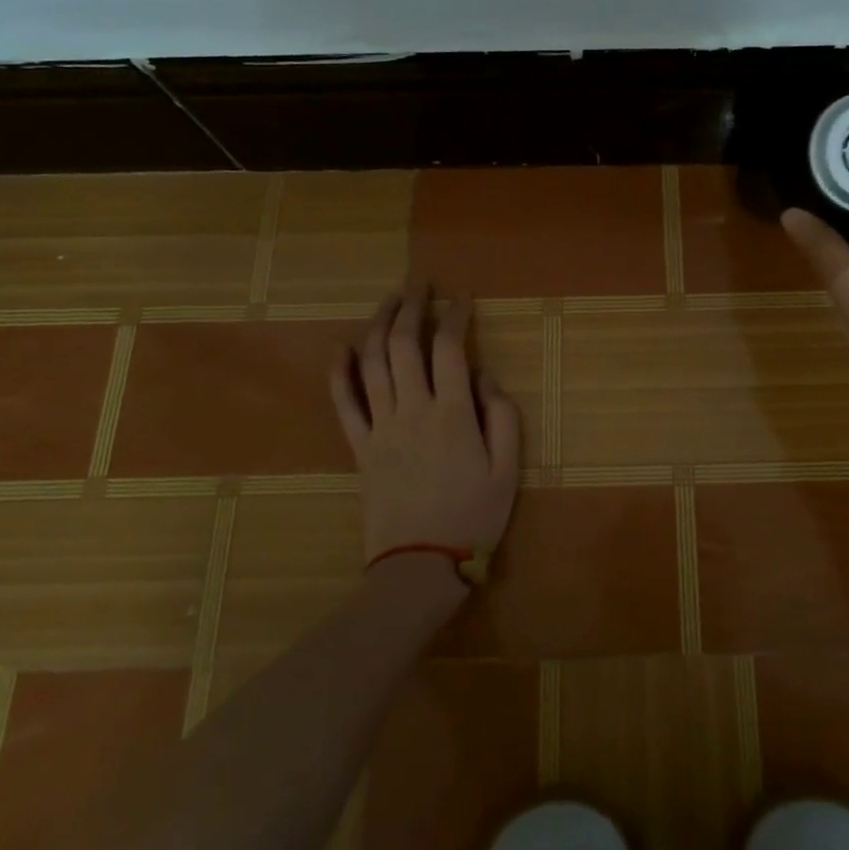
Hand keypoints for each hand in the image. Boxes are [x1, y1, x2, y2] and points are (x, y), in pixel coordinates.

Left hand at [329, 283, 522, 573]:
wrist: (420, 566)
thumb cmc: (473, 517)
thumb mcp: (507, 469)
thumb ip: (502, 416)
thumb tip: (485, 375)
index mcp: (453, 414)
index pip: (450, 348)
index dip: (455, 316)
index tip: (462, 298)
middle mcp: (413, 409)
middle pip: (405, 344)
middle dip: (413, 306)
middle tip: (421, 283)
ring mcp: (381, 426)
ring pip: (373, 362)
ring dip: (380, 324)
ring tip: (391, 301)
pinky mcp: (360, 445)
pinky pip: (344, 401)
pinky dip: (340, 370)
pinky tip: (344, 346)